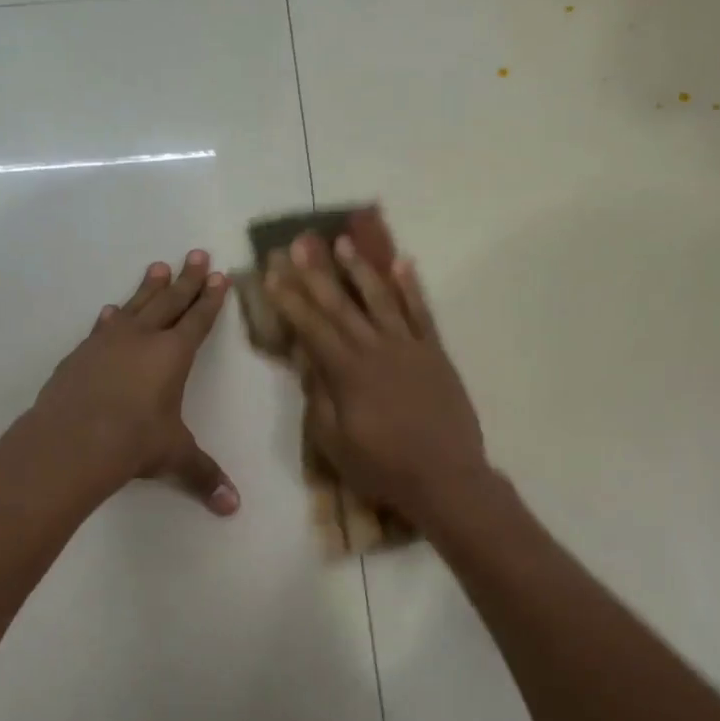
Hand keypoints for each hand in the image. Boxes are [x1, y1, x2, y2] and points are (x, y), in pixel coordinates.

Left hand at [32, 250, 239, 514]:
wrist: (71, 441)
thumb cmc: (133, 442)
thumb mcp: (174, 457)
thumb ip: (204, 476)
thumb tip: (233, 508)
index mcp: (173, 354)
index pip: (198, 320)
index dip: (211, 299)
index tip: (220, 276)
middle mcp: (143, 339)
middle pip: (170, 301)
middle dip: (188, 279)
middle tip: (197, 254)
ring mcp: (108, 342)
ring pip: (136, 305)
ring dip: (150, 287)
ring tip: (159, 266)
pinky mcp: (81, 354)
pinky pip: (103, 327)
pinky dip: (112, 317)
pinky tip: (112, 310)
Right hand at [266, 234, 488, 522]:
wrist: (446, 478)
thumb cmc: (383, 467)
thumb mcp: (335, 443)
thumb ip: (319, 398)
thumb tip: (307, 360)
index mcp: (347, 372)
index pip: (311, 327)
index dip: (290, 300)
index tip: (273, 274)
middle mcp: (376, 349)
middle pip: (340, 305)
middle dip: (317, 273)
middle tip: (300, 243)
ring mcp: (409, 347)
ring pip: (380, 299)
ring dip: (360, 269)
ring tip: (343, 242)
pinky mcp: (435, 353)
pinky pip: (422, 313)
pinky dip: (411, 287)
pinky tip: (402, 263)